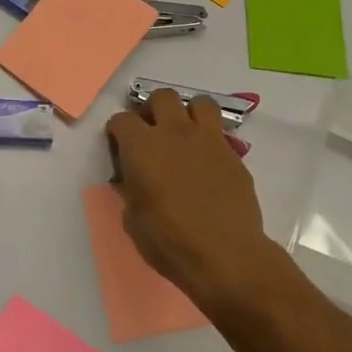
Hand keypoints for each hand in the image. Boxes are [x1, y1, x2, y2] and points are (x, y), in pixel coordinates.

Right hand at [105, 89, 284, 310]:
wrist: (225, 254)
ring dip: (189, 113)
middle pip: (162, 96)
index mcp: (141, 146)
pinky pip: (220, 133)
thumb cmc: (169, 240)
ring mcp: (208, 139)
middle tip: (153, 132)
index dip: (118, 131)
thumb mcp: (133, 218)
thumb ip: (131, 189)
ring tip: (185, 135)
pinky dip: (210, 140)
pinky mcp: (233, 154)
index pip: (121, 119)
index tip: (119, 146)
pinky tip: (207, 162)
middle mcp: (174, 132)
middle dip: (154, 109)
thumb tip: (134, 181)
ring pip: (199, 102)